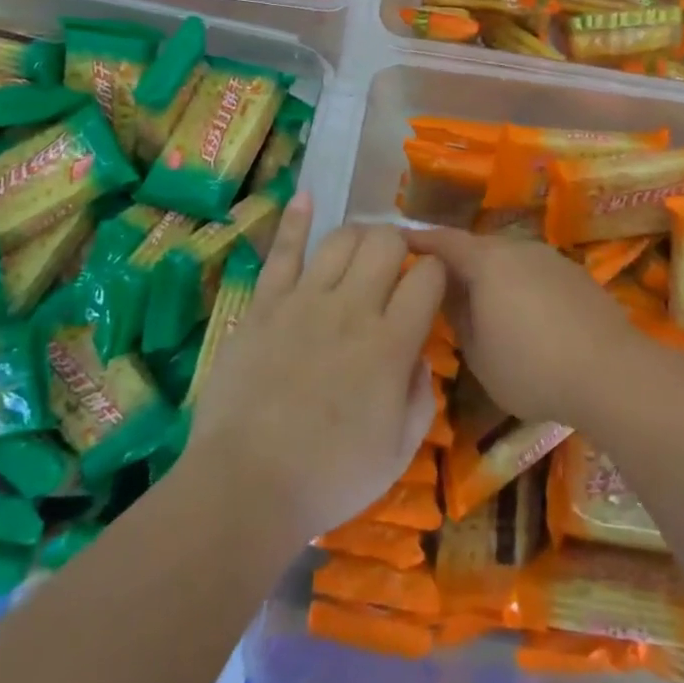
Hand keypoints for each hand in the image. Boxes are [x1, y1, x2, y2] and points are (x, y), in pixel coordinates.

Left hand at [187, 195, 442, 549]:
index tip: (432, 282)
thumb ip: (421, 395)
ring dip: (359, 235)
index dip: (437, 271)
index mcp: (391, 343)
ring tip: (361, 249)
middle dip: (399, 244)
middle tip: (395, 265)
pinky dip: (296, 220)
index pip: (428, 276)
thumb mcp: (399, 451)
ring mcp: (304, 300)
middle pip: (386, 242)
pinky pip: (282, 251)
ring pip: (341, 238)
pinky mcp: (264, 303)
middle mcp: (353, 308)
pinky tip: (307, 196)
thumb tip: (420, 354)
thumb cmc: (330, 477)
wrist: (246, 486)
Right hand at [402, 228, 638, 425]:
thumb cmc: (532, 367)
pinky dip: (516, 285)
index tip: (396, 242)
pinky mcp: (575, 275)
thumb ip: (457, 316)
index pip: (443, 241)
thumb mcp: (478, 353)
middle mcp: (517, 248)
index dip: (419, 241)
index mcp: (487, 261)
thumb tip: (448, 294)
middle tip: (436, 283)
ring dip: (488, 274)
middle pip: (476, 247)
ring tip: (477, 301)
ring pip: (507, 259)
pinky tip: (520, 314)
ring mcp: (550, 258)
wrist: (611, 373)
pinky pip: (532, 272)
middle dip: (454, 261)